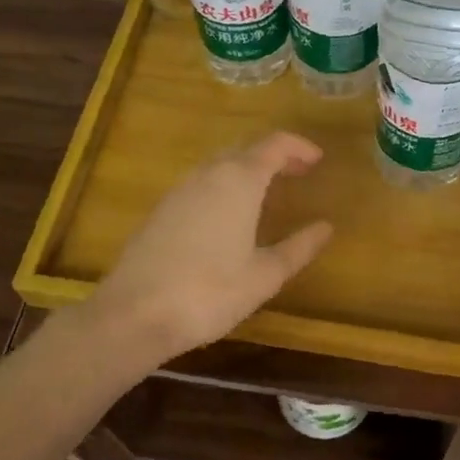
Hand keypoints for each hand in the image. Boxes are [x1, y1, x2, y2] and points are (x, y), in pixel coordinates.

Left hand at [85, 132, 333, 365]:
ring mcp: (179, 191)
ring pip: (219, 164)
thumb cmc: (210, 292)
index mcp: (238, 181)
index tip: (318, 160)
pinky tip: (229, 214)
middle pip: (245, 149)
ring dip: (247, 168)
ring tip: (268, 191)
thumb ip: (299, 247)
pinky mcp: (161, 210)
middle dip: (274, 155)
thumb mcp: (265, 275)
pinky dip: (224, 185)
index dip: (299, 147)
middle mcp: (208, 175)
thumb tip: (325, 227)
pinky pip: (201, 183)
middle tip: (298, 172)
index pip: (274, 145)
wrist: (135, 314)